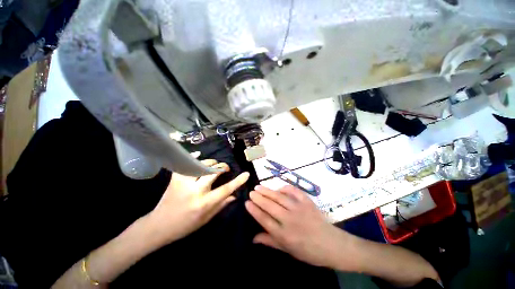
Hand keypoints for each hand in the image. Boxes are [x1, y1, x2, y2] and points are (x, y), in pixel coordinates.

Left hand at [149, 157, 248, 244]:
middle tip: (225, 168)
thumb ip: (221, 205)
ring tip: (214, 165)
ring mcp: (184, 183)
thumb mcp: (206, 219)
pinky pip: (185, 164)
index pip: (226, 189)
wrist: (158, 226)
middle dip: (223, 167)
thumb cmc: (185, 226)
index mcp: (204, 203)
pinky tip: (198, 154)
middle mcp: (195, 191)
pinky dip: (192, 157)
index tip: (246, 174)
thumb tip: (234, 195)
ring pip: (201, 165)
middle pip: (214, 172)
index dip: (238, 181)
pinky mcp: (175, 179)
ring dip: (211, 163)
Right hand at [245, 185, 353, 268]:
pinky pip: (294, 191)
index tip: (247, 202)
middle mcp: (289, 220)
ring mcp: (299, 209)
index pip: (264, 219)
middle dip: (258, 197)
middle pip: (270, 206)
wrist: (332, 244)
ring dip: (267, 191)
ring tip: (258, 187)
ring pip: (279, 197)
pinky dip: (285, 188)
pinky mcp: (307, 202)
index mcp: (284, 234)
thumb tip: (253, 238)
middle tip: (251, 192)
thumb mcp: (288, 250)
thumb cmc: (308, 251)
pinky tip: (279, 187)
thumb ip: (270, 241)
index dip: (254, 210)